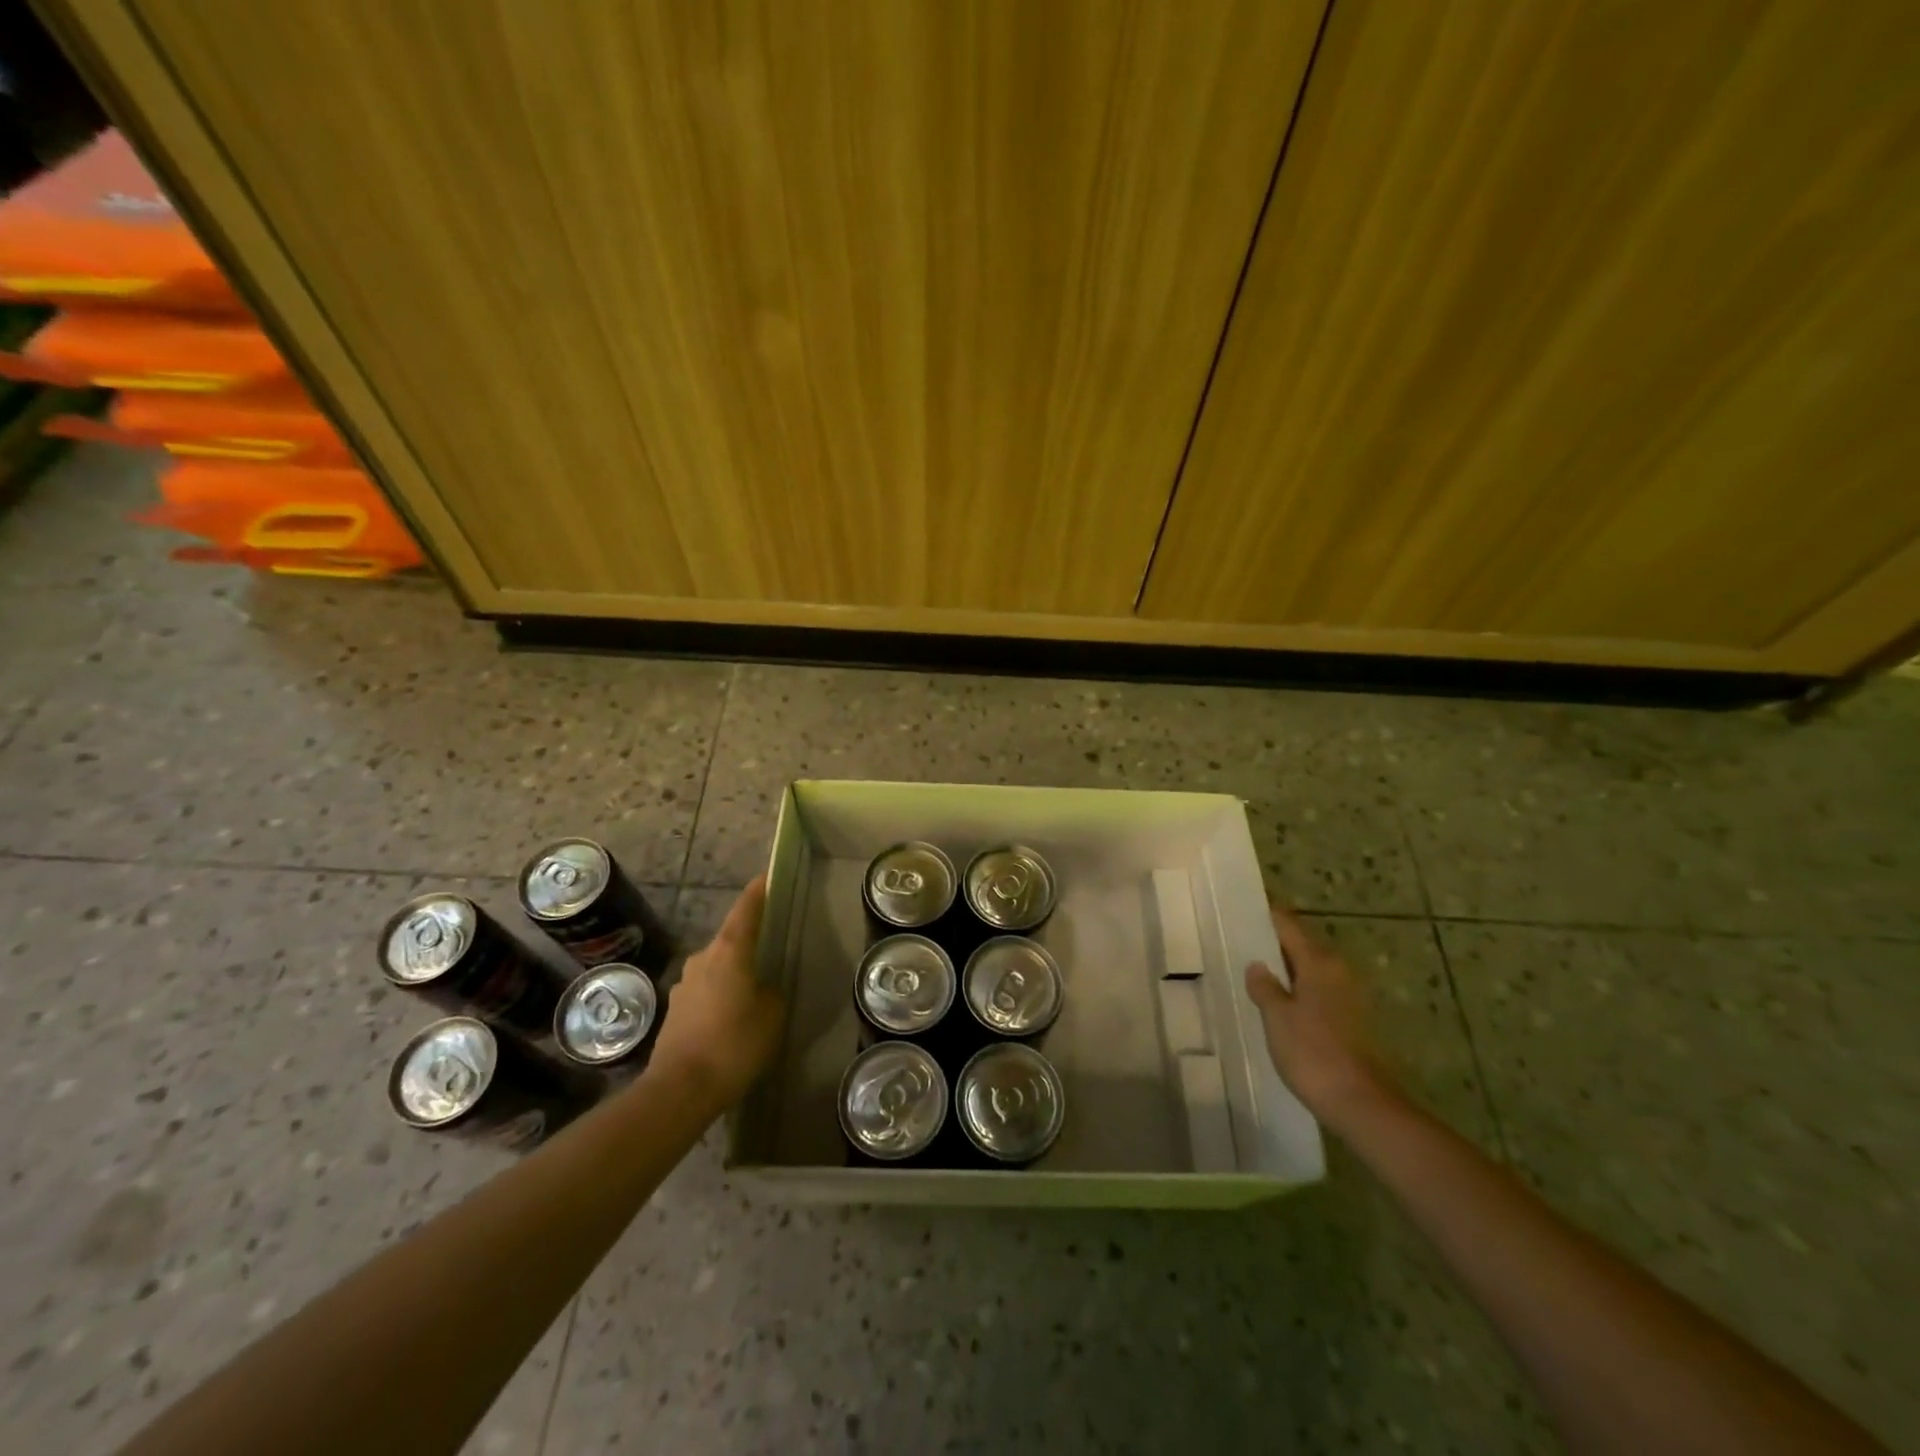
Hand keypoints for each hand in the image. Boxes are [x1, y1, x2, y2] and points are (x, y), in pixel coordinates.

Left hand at [647, 877, 784, 1111]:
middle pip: (730, 939)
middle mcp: (703, 959)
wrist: (680, 1089)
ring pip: (716, 966)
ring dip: (733, 971)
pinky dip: (720, 995)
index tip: (767, 877)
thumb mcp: (772, 1015)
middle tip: (770, 945)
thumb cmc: (734, 1044)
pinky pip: (705, 991)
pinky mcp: (675, 1011)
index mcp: (730, 951)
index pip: (746, 910)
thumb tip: (761, 988)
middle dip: (748, 940)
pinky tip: (731, 1017)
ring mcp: (684, 984)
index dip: (758, 892)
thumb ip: (771, 992)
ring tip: (753, 988)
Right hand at [1244, 902, 1397, 1131]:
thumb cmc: (1313, 1052)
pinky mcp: (1351, 1020)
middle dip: (1274, 943)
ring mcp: (1348, 997)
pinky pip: (1317, 991)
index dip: (1267, 917)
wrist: (1361, 1103)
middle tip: (1241, 942)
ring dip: (1286, 968)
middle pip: (1302, 945)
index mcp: (1319, 963)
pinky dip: (1297, 989)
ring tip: (1255, 972)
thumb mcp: (1277, 1017)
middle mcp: (1338, 972)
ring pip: (1310, 970)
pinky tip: (1278, 1002)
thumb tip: (1258, 965)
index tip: (1243, 910)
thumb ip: (1264, 987)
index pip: (1289, 926)